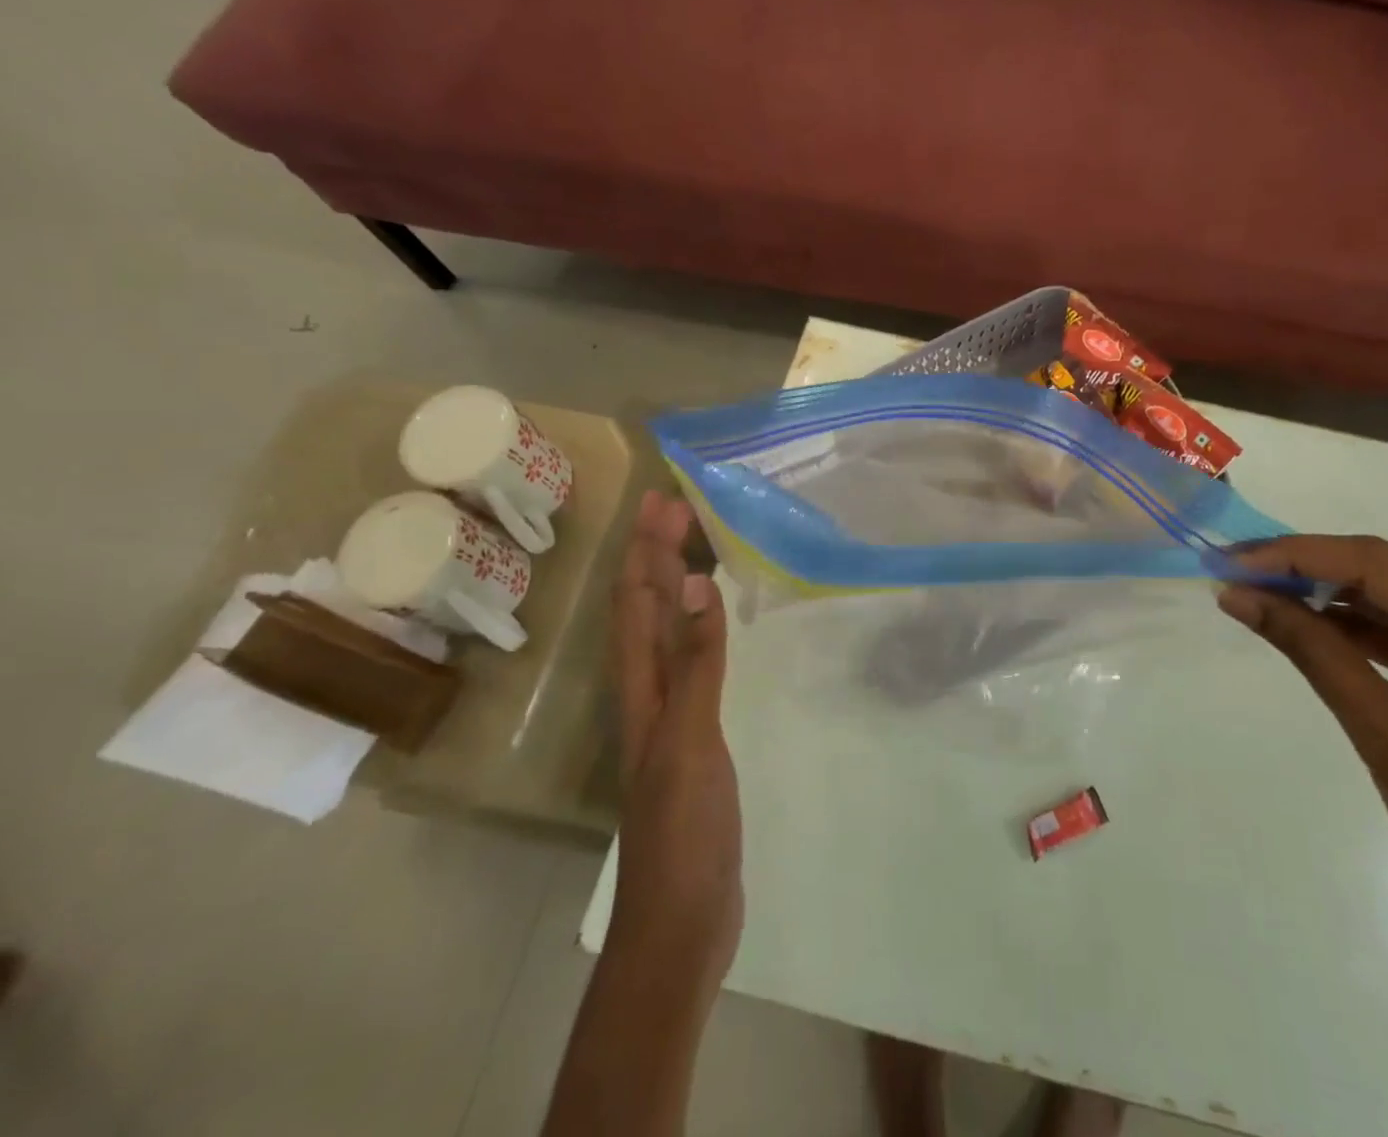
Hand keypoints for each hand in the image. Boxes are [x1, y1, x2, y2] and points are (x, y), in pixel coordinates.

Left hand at [608, 490, 742, 1001]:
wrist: (683, 917)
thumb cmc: (683, 829)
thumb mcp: (691, 741)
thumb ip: (695, 664)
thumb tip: (696, 586)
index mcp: (642, 688)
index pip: (638, 603)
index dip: (646, 550)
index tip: (661, 499)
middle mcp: (649, 691)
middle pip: (648, 609)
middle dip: (659, 555)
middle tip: (682, 507)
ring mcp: (672, 714)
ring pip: (669, 632)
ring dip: (678, 585)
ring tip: (698, 547)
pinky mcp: (696, 734)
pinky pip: (695, 660)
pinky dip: (704, 627)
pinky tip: (720, 624)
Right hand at [1220, 536, 1387, 1106]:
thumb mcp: (1379, 730)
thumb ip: (1308, 649)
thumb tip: (1237, 595)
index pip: (1379, 565)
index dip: (1297, 554)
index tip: (1231, 560)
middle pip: (1386, 572)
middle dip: (1305, 567)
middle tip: (1234, 570)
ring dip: (1323, 594)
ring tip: (1257, 592)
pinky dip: (1351, 626)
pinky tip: (1303, 624)